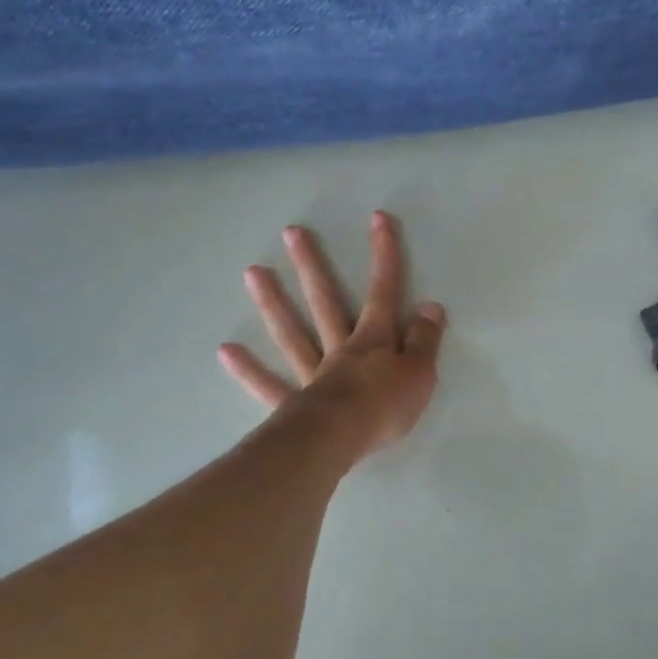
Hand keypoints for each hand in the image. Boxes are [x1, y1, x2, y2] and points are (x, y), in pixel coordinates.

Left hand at [219, 211, 445, 461]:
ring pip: (292, 333)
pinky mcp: (293, 404)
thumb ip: (425, 339)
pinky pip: (268, 385)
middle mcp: (340, 349)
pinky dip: (248, 370)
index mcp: (373, 341)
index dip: (384, 256)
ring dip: (273, 303)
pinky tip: (226, 350)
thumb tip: (431, 306)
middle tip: (291, 233)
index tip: (377, 219)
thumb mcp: (420, 373)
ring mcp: (312, 374)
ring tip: (252, 272)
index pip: (383, 292)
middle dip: (312, 266)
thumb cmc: (385, 406)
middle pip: (325, 302)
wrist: (341, 439)